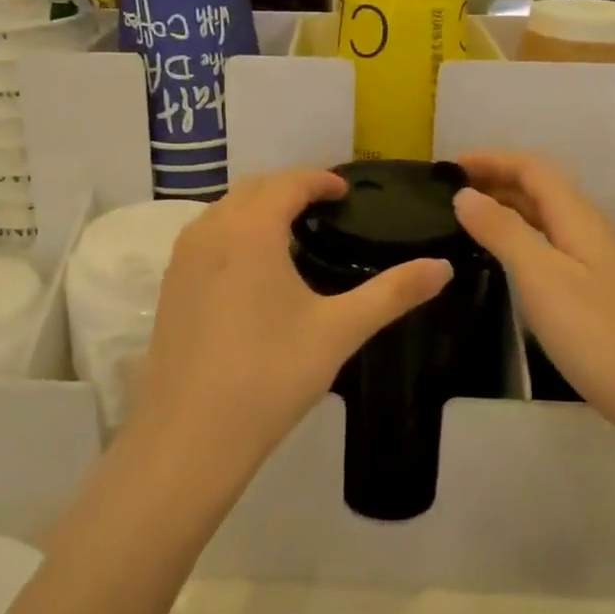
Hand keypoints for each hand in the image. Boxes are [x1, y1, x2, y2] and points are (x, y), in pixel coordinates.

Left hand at [135, 170, 451, 472]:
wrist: (191, 434)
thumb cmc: (271, 374)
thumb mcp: (339, 331)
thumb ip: (393, 293)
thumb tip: (445, 267)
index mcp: (250, 230)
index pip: (287, 183)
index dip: (319, 180)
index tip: (345, 191)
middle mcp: (209, 231)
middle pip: (252, 189)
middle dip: (289, 188)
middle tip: (324, 207)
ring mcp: (182, 259)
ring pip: (224, 212)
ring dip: (258, 209)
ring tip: (292, 234)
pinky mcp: (169, 286)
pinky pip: (206, 239)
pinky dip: (234, 233)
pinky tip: (253, 270)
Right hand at [452, 153, 614, 433]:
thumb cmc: (598, 334)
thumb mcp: (541, 278)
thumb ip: (502, 232)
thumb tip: (465, 195)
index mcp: (580, 219)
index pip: (533, 169)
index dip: (492, 160)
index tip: (449, 167)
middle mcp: (592, 232)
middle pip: (541, 190)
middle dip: (496, 182)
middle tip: (448, 195)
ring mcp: (599, 263)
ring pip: (547, 220)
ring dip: (507, 210)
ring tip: (467, 221)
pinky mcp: (599, 292)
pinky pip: (552, 247)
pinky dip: (521, 240)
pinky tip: (504, 262)